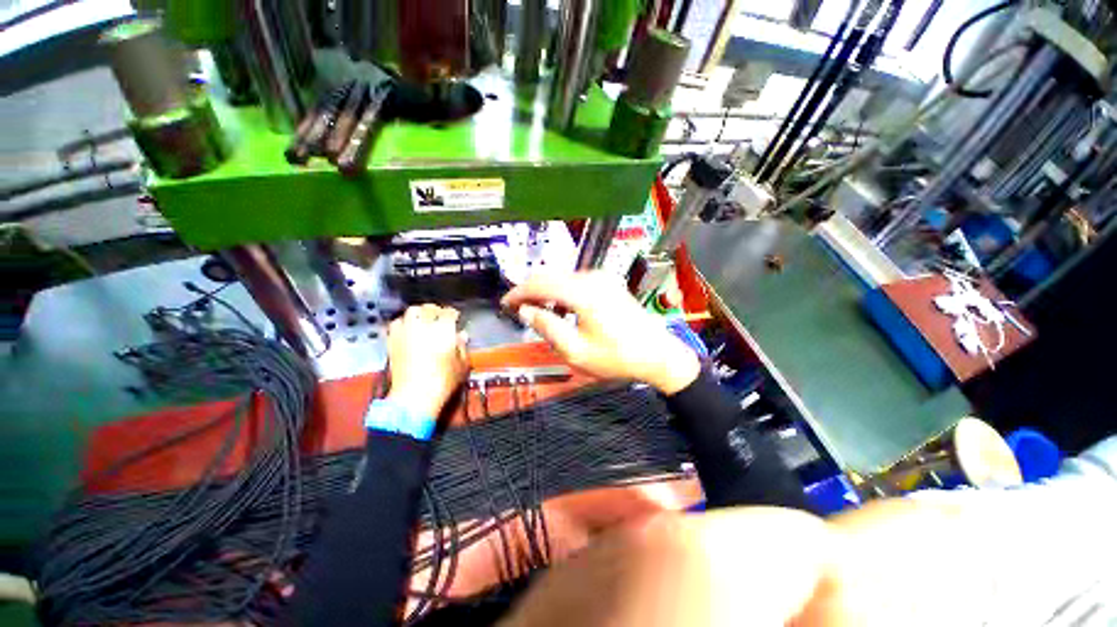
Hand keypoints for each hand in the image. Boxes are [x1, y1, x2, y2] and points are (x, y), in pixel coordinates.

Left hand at [386, 304, 469, 417]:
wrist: (415, 396)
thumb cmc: (443, 381)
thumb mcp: (462, 364)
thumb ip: (462, 346)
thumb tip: (461, 336)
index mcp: (443, 329)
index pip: (448, 313)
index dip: (453, 313)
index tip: (455, 317)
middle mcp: (423, 326)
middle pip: (428, 308)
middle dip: (435, 310)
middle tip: (440, 316)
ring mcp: (406, 332)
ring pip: (411, 312)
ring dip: (419, 313)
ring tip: (423, 319)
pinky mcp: (393, 341)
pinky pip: (396, 324)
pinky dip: (403, 323)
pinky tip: (408, 329)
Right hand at [502, 272, 699, 394]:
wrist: (657, 354)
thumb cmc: (617, 357)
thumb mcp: (576, 351)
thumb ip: (548, 327)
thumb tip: (526, 311)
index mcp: (582, 293)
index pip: (540, 284)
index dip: (518, 293)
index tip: (505, 304)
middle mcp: (591, 278)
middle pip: (550, 276)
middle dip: (530, 290)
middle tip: (517, 309)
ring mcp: (602, 278)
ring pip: (562, 277)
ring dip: (545, 291)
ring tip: (535, 311)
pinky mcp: (608, 283)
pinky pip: (575, 281)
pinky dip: (561, 291)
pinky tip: (559, 308)